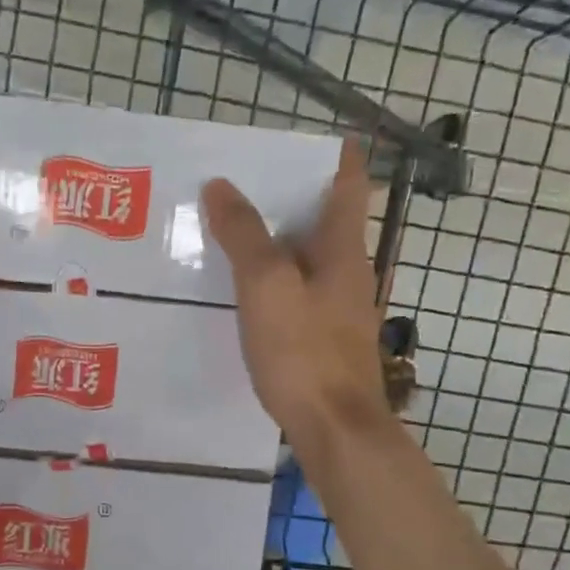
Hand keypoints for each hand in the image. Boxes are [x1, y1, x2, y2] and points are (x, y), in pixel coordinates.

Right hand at [202, 141, 395, 454]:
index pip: (348, 184)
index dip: (334, 155)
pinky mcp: (324, 340)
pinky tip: (242, 290)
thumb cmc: (304, 352)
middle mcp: (348, 273)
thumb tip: (221, 185)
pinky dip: (274, 278)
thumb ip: (244, 235)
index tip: (302, 139)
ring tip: (230, 230)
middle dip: (288, 197)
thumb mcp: (267, 286)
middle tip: (240, 182)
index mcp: (342, 250)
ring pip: (307, 258)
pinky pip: (297, 292)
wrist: (335, 430)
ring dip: (277, 240)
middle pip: (324, 219)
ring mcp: (339, 309)